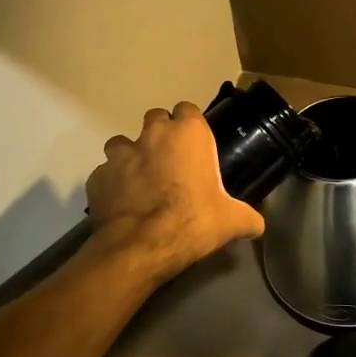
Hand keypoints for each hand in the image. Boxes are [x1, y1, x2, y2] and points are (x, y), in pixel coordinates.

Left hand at [86, 102, 263, 281]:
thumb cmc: (194, 221)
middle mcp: (153, 134)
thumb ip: (248, 218)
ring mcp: (120, 154)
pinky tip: (122, 203)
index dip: (190, 126)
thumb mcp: (232, 221)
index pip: (188, 110)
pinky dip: (112, 184)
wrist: (142, 246)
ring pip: (122, 143)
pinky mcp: (97, 177)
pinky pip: (105, 174)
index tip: (195, 145)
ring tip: (141, 181)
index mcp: (188, 134)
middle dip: (160, 135)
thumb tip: (258, 226)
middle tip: (170, 161)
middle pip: (154, 119)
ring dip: (131, 156)